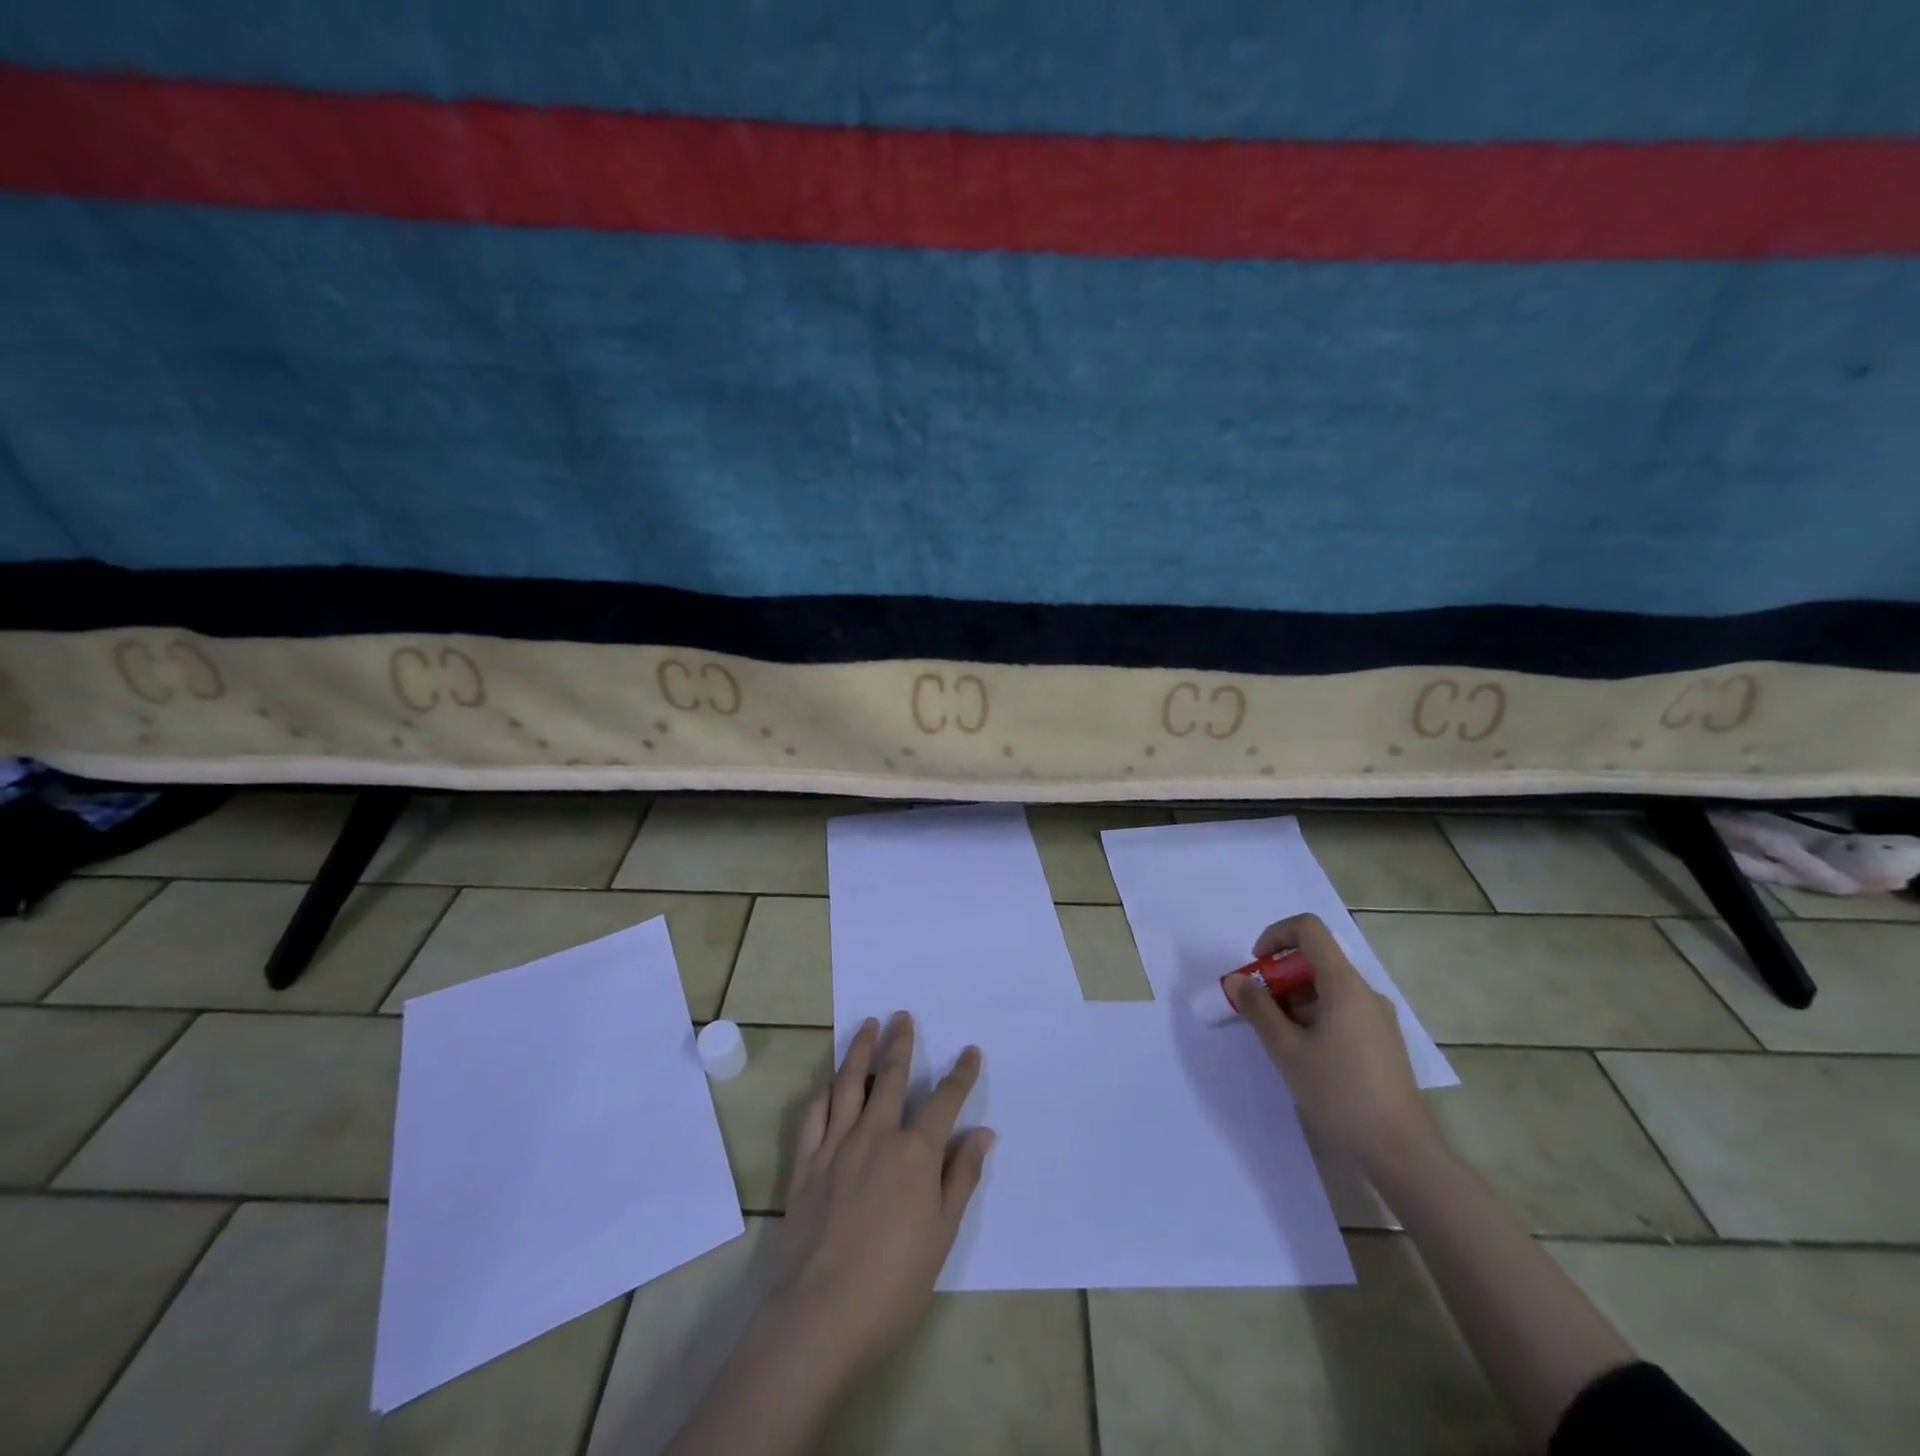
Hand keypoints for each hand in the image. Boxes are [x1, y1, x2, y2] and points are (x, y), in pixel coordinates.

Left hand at [764, 1012, 994, 1384]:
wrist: (820, 1315)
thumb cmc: (893, 1282)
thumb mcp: (942, 1235)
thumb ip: (961, 1178)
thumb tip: (983, 1133)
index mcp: (915, 1153)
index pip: (944, 1102)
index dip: (960, 1075)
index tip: (970, 1051)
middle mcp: (876, 1136)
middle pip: (890, 1078)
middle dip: (900, 1043)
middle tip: (902, 1015)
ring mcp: (837, 1147)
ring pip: (848, 1085)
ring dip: (859, 1052)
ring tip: (866, 1025)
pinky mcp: (806, 1165)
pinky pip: (814, 1117)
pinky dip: (823, 1094)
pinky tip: (828, 1085)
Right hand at [1231, 913, 1437, 1175]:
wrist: (1401, 1152)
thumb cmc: (1339, 1093)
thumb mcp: (1286, 1050)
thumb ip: (1258, 1009)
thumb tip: (1237, 981)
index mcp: (1345, 985)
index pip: (1309, 929)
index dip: (1276, 935)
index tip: (1257, 967)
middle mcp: (1366, 993)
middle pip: (1316, 960)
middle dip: (1279, 976)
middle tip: (1258, 1010)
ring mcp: (1378, 1018)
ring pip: (1327, 988)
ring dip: (1295, 1000)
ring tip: (1278, 1039)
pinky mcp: (1383, 1041)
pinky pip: (1342, 1010)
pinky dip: (1315, 1016)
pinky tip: (1305, 1054)